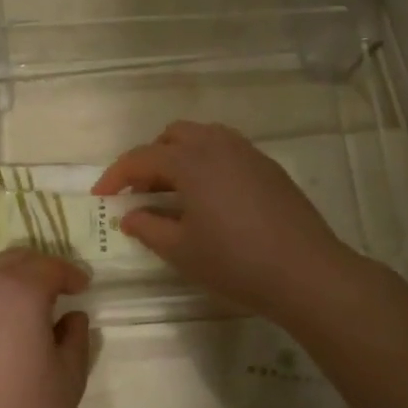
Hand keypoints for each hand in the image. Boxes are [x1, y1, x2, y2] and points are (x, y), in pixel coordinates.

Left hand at [0, 249, 91, 407]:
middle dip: (41, 268)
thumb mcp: (69, 377)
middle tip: (61, 290)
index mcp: (18, 292)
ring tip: (34, 312)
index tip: (85, 287)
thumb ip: (76, 336)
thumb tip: (71, 317)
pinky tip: (5, 333)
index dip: (71, 273)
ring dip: (14, 283)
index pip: (49, 266)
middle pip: (14, 260)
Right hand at [93, 121, 354, 323]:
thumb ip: (148, 228)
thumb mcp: (181, 251)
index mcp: (190, 161)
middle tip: (141, 192)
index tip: (101, 196)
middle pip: (173, 135)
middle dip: (150, 158)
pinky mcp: (268, 167)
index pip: (140, 157)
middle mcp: (217, 145)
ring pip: (203, 137)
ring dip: (180, 156)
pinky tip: (211, 198)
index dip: (115, 175)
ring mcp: (247, 153)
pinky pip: (227, 150)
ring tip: (175, 192)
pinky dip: (207, 163)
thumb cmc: (235, 262)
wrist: (306, 272)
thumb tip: (130, 215)